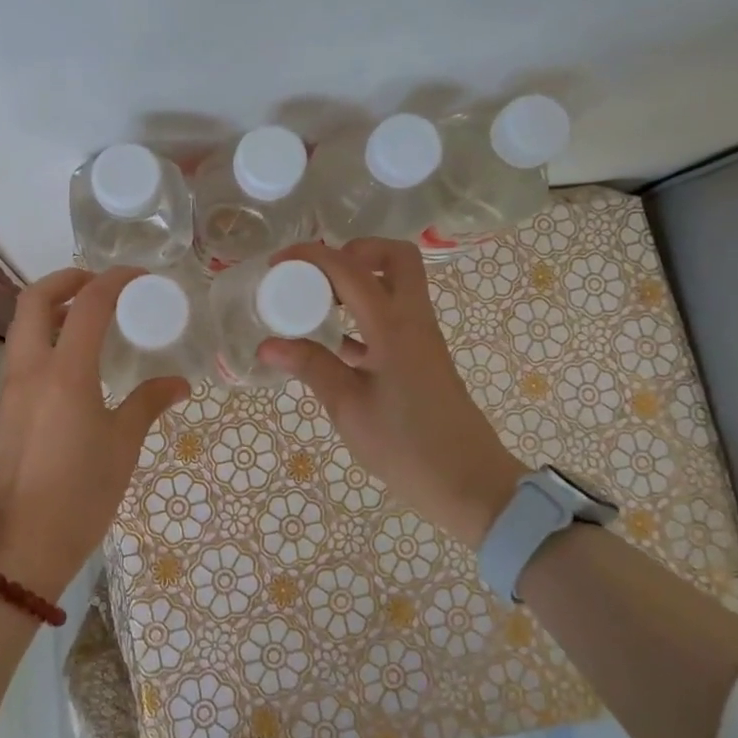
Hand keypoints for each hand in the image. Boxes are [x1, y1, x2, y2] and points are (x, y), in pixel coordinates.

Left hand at [0, 267, 188, 600]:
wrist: (23, 544)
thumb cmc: (81, 492)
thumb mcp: (123, 444)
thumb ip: (149, 403)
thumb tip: (179, 384)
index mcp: (64, 372)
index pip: (88, 304)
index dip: (115, 280)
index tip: (140, 277)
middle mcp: (30, 368)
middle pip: (34, 298)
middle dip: (66, 280)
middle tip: (100, 285)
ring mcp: (11, 387)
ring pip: (22, 325)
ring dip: (52, 308)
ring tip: (91, 318)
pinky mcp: (5, 407)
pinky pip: (22, 353)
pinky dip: (45, 337)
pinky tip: (76, 361)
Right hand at [259, 239, 525, 546]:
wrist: (469, 485)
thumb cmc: (407, 446)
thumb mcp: (349, 408)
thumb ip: (311, 367)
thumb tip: (267, 344)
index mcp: (394, 326)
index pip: (350, 269)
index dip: (312, 256)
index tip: (277, 263)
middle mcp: (413, 320)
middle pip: (394, 257)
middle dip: (353, 253)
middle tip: (316, 277)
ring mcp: (421, 338)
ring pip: (396, 284)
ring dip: (358, 281)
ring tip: (315, 304)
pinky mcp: (421, 357)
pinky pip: (393, 316)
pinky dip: (363, 314)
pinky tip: (333, 341)